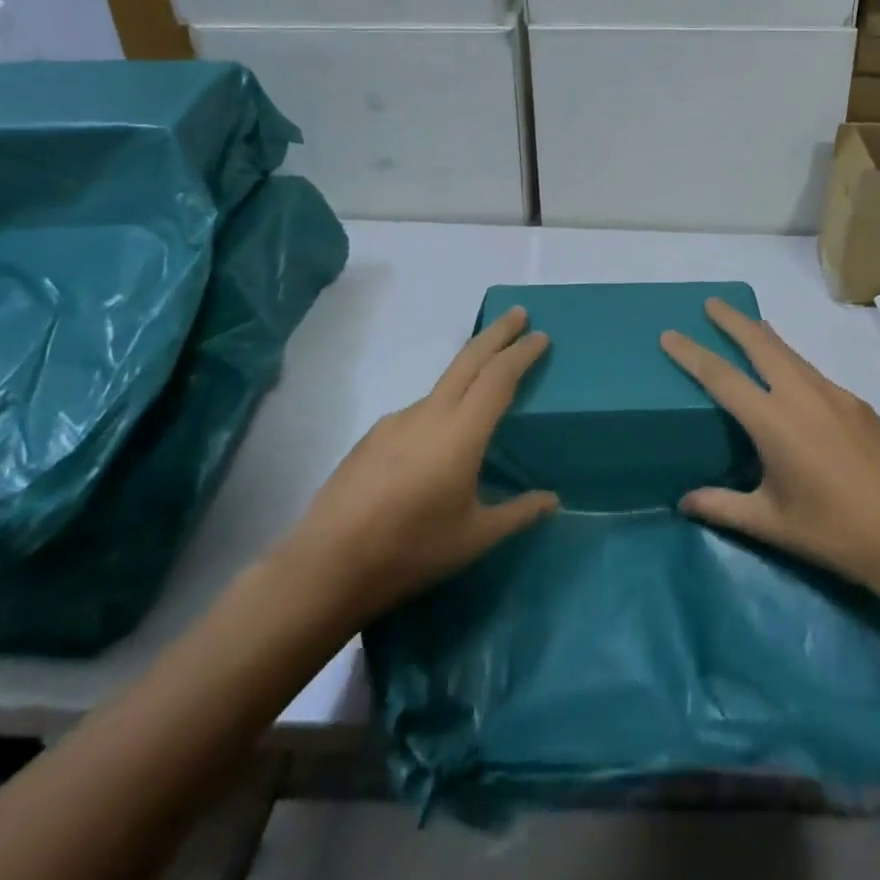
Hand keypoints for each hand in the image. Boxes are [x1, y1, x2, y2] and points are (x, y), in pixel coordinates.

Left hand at [279, 308, 558, 623]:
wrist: (326, 565)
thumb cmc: (410, 550)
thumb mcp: (474, 538)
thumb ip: (517, 513)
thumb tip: (553, 501)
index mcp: (460, 433)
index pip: (498, 377)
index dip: (522, 353)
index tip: (541, 336)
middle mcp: (429, 414)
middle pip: (468, 359)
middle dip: (496, 333)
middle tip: (518, 314)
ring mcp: (396, 421)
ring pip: (442, 385)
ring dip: (469, 372)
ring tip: (486, 390)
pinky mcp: (373, 436)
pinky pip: (419, 412)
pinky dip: (443, 407)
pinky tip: (440, 443)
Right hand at [661, 298, 879, 602]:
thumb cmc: (834, 533)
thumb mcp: (771, 524)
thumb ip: (723, 507)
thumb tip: (684, 501)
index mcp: (774, 422)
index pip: (721, 377)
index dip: (692, 353)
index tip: (670, 333)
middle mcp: (802, 395)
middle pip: (761, 344)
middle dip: (733, 320)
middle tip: (711, 303)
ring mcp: (835, 395)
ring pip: (791, 353)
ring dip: (764, 336)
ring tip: (747, 325)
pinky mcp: (858, 403)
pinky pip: (813, 372)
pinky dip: (792, 361)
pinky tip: (790, 378)